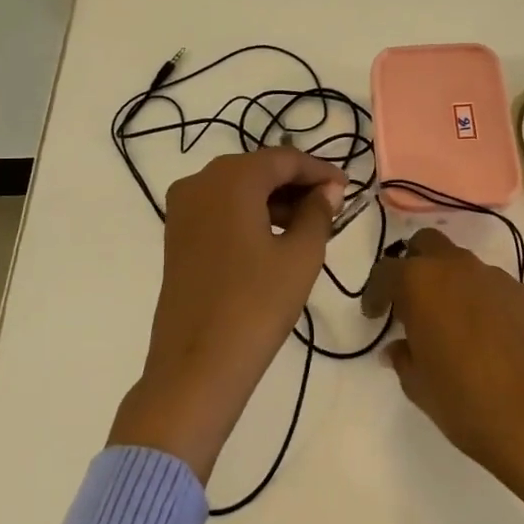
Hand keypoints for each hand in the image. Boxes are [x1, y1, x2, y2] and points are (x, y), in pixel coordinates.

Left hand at [109, 148, 345, 481]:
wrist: (197, 364)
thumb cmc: (257, 304)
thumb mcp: (300, 255)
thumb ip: (318, 212)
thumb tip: (327, 189)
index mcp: (231, 178)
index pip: (284, 159)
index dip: (319, 170)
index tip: (347, 188)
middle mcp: (200, 181)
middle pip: (258, 169)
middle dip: (296, 184)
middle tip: (331, 207)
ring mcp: (182, 208)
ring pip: (237, 188)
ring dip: (273, 199)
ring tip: (308, 226)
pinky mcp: (176, 234)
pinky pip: (219, 208)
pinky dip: (248, 214)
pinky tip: (273, 237)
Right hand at [384, 228, 523, 475]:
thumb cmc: (461, 398)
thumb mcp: (416, 382)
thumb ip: (402, 356)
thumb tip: (398, 348)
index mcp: (419, 282)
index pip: (385, 272)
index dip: (375, 293)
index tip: (375, 315)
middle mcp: (456, 267)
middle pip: (427, 244)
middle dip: (414, 264)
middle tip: (411, 300)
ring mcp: (494, 277)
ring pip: (463, 264)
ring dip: (450, 282)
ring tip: (452, 320)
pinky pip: (492, 287)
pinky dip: (481, 300)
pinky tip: (486, 334)